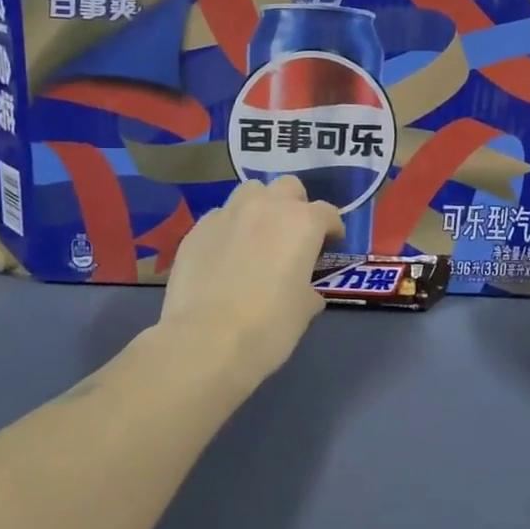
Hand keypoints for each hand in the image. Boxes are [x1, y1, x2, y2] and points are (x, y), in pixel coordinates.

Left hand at [160, 177, 343, 387]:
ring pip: (250, 192)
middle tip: (293, 236)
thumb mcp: (304, 311)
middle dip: (295, 205)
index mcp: (302, 223)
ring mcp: (227, 214)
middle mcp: (266, 207)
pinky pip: (220, 217)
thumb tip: (305, 291)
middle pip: (288, 187)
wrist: (205, 341)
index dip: (332, 229)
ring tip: (257, 236)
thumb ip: (309, 290)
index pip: (328, 213)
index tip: (331, 245)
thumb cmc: (268, 327)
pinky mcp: (197, 229)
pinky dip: (228, 229)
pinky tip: (225, 255)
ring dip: (260, 207)